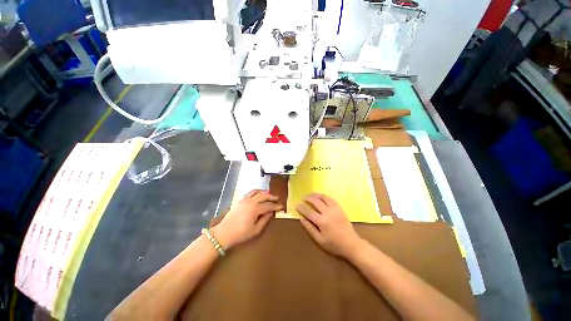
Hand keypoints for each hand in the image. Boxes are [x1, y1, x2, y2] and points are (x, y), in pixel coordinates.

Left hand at [213, 190, 281, 248]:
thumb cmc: (240, 234)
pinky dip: (256, 192)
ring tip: (269, 194)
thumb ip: (265, 220)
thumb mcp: (255, 230)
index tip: (281, 206)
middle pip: (263, 195)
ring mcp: (244, 200)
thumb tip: (271, 212)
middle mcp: (251, 201)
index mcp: (255, 209)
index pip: (268, 205)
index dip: (276, 206)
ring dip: (264, 192)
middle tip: (277, 198)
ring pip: (256, 191)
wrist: (224, 233)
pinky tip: (258, 195)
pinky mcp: (240, 200)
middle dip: (271, 196)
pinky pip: (250, 193)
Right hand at [296, 193, 362, 257]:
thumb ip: (310, 229)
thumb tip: (302, 219)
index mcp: (322, 222)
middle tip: (303, 198)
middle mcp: (327, 212)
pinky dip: (324, 196)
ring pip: (323, 197)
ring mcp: (335, 209)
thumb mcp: (320, 240)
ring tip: (310, 195)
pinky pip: (331, 198)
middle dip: (307, 198)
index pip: (308, 211)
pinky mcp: (340, 208)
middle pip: (315, 201)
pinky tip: (321, 196)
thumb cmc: (334, 244)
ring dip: (315, 195)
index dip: (301, 207)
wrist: (351, 244)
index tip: (296, 205)